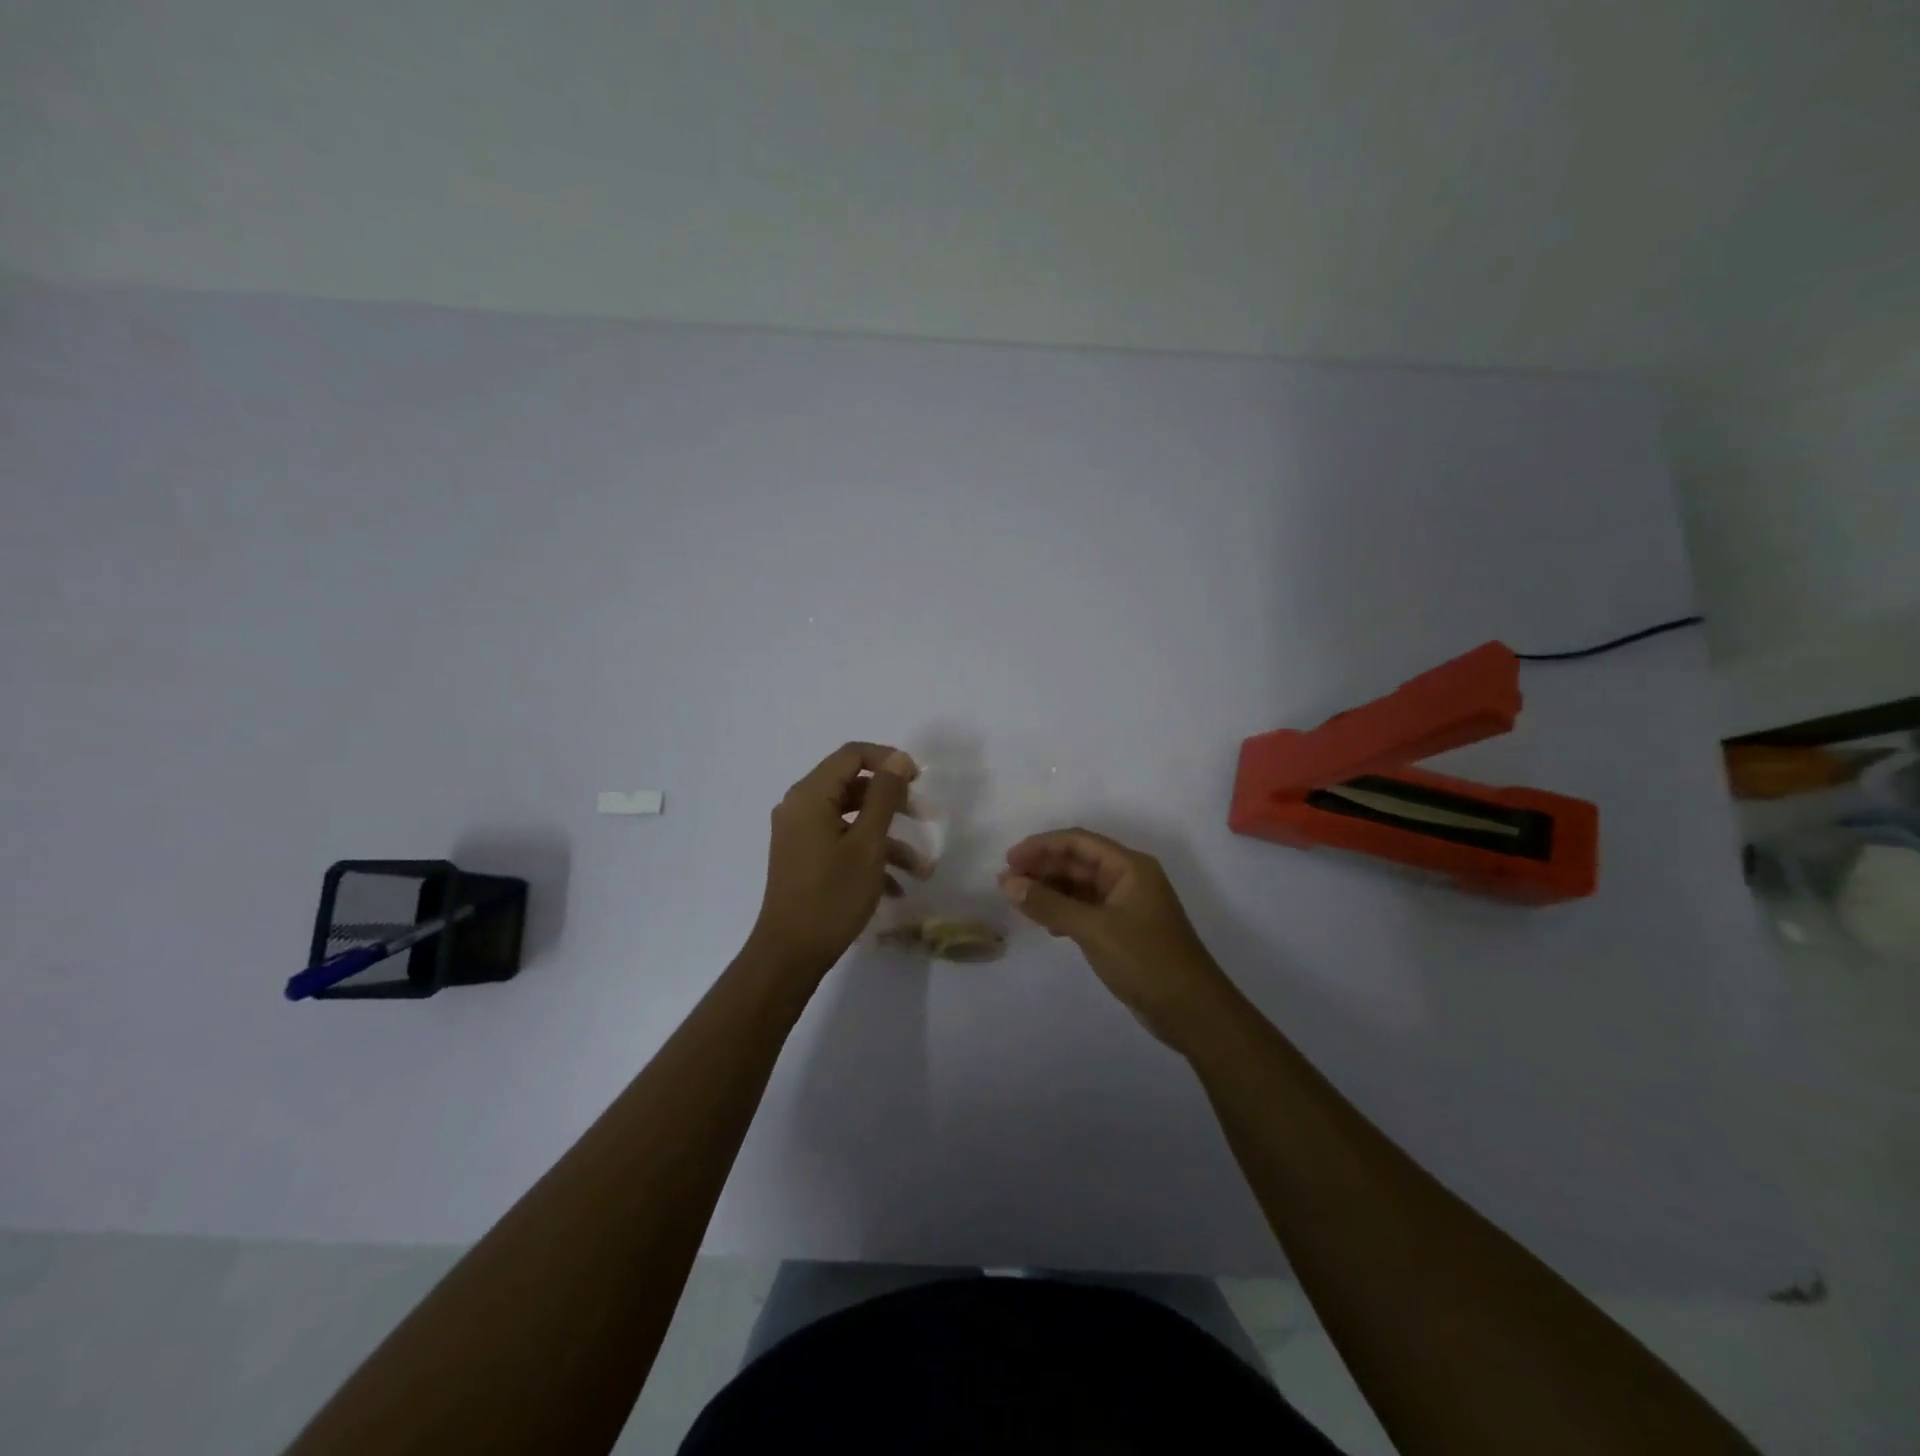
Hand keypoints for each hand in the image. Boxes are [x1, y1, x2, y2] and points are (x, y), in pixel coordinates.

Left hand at [751, 742, 932, 974]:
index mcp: (810, 795)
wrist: (790, 954)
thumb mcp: (868, 844)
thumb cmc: (832, 895)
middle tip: (926, 818)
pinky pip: (842, 842)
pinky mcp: (805, 858)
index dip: (888, 759)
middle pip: (854, 786)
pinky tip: (896, 888)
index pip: (852, 755)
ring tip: (921, 869)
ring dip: (889, 839)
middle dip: (894, 803)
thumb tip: (898, 759)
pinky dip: (869, 856)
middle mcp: (800, 807)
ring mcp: (801, 834)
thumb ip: (884, 796)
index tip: (918, 780)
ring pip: (852, 819)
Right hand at [998, 828, 1238, 1050]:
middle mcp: (1129, 878)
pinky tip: (1047, 924)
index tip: (1009, 860)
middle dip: (1042, 869)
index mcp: (1129, 867)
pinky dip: (1065, 911)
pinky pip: (1087, 909)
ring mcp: (1128, 905)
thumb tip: (1008, 883)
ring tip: (1019, 902)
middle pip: (1078, 862)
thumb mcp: (1093, 930)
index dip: (1041, 846)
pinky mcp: (1125, 929)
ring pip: (1081, 886)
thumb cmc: (1145, 960)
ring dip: (1051, 891)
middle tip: (1006, 884)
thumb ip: (1049, 905)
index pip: (1078, 842)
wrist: (1192, 1011)